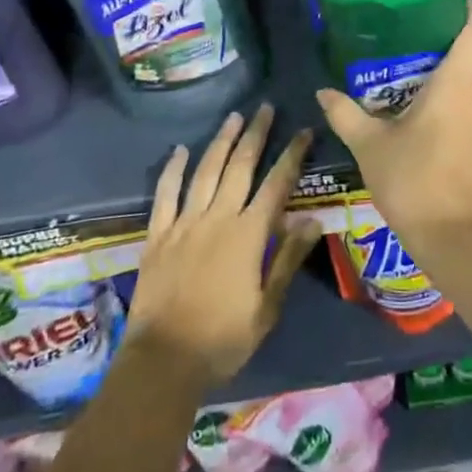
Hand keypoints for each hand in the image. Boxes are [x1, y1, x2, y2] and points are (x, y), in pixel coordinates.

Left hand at [123, 105, 321, 387]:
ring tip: (233, 117)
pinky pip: (165, 194)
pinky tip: (180, 149)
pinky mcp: (158, 235)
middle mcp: (218, 218)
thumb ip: (288, 261)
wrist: (163, 362)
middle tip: (264, 108)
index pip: (276, 184)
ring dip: (221, 142)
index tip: (303, 131)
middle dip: (255, 134)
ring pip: (206, 171)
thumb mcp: (266, 308)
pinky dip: (173, 169)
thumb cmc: (222, 340)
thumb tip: (313, 221)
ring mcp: (184, 223)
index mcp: (248, 235)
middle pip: (240, 166)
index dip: (292, 155)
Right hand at [315, 1, 471, 262]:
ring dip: (464, 78)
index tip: (451, 3)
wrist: (456, 241)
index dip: (471, 10)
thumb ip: (346, 114)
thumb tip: (322, 92)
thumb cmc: (412, 181)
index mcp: (458, 82)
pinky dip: (468, 110)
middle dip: (463, 39)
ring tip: (428, 85)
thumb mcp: (370, 146)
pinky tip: (442, 130)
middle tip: (428, 41)